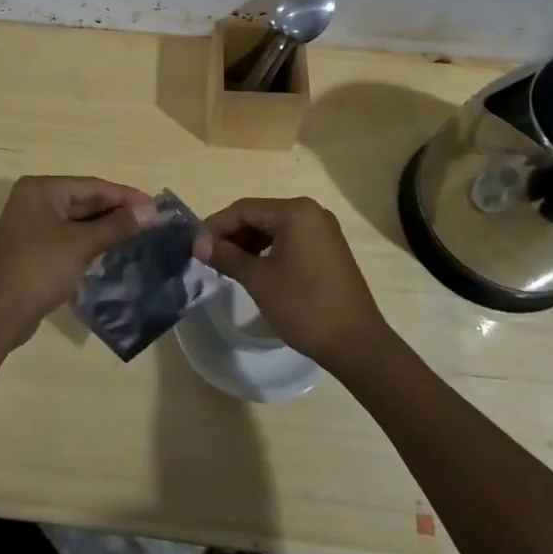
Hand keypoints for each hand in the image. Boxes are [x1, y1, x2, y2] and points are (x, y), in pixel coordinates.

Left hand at [0, 175, 157, 347]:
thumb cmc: (40, 268)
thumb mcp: (82, 244)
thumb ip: (117, 226)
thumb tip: (151, 212)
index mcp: (41, 189)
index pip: (92, 186)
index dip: (126, 196)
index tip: (156, 206)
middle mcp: (34, 200)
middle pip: (84, 200)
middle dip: (117, 212)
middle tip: (152, 222)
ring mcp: (31, 225)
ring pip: (77, 220)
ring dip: (105, 228)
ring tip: (139, 235)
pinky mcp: (33, 249)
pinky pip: (68, 237)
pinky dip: (89, 242)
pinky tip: (112, 251)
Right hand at [192, 197, 388, 368]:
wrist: (357, 344)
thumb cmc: (304, 306)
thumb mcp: (259, 280)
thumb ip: (227, 256)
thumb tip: (200, 245)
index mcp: (295, 212)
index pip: (243, 209)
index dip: (215, 227)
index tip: (194, 249)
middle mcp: (311, 212)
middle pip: (258, 215)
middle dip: (231, 234)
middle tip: (208, 257)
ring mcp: (323, 231)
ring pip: (273, 228)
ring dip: (247, 243)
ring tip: (226, 265)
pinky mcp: (328, 249)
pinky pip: (289, 240)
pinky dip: (267, 250)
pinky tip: (253, 269)